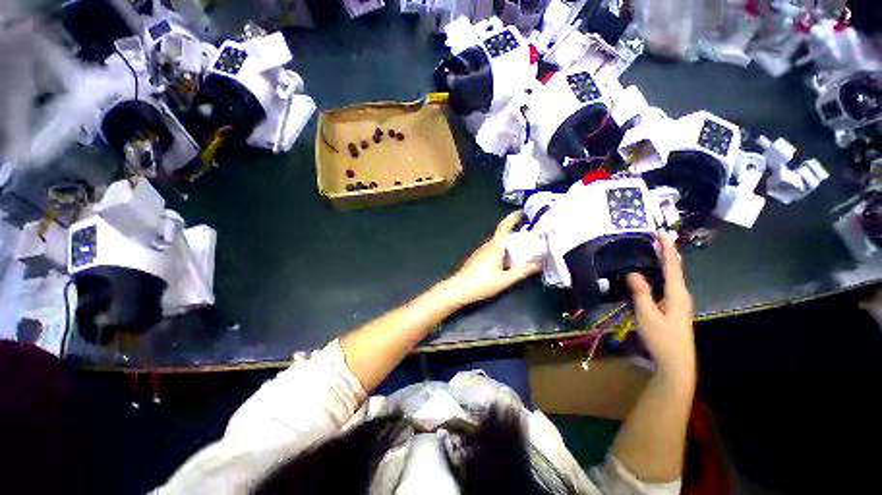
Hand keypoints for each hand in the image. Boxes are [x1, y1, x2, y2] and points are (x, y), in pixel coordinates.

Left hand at [443, 212, 541, 306]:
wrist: (458, 289)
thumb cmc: (482, 283)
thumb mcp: (505, 279)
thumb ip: (522, 271)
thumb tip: (538, 264)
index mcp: (494, 247)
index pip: (504, 227)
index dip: (513, 217)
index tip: (522, 212)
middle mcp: (487, 246)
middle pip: (501, 235)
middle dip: (514, 231)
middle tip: (529, 234)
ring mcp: (480, 252)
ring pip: (496, 243)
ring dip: (508, 242)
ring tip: (521, 247)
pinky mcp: (477, 259)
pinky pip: (492, 250)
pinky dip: (501, 250)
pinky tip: (506, 260)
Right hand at [627, 235, 694, 377]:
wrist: (676, 361)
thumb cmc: (661, 338)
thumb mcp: (647, 315)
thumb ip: (641, 293)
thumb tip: (633, 272)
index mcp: (677, 294)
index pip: (672, 267)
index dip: (667, 249)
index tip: (662, 234)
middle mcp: (681, 294)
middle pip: (675, 269)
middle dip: (667, 252)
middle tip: (656, 239)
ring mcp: (679, 301)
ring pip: (672, 277)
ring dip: (664, 262)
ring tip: (654, 251)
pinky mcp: (675, 307)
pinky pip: (668, 284)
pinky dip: (662, 274)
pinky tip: (653, 274)